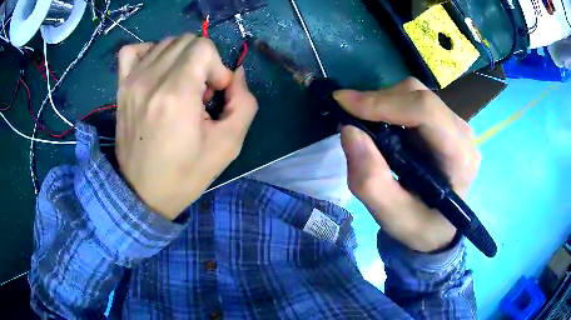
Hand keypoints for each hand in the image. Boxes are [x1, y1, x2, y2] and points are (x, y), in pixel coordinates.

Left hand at [115, 35, 257, 219]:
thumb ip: (244, 103)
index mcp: (176, 95)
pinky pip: (132, 50)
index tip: (213, 95)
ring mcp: (131, 81)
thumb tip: (236, 74)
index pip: (203, 47)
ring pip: (165, 43)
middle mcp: (150, 80)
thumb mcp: (228, 145)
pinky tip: (156, 72)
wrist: (142, 192)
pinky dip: (149, 53)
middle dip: (202, 62)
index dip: (217, 67)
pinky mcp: (121, 87)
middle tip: (199, 92)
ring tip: (179, 87)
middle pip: (186, 41)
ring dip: (180, 59)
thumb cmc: (185, 174)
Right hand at [334, 78, 479, 252]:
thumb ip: (371, 181)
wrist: (438, 227)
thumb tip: (348, 130)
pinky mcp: (441, 122)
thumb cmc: (421, 227)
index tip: (343, 105)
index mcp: (460, 157)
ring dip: (381, 103)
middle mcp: (461, 132)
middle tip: (348, 116)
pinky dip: (387, 107)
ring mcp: (453, 124)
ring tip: (362, 124)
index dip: (383, 103)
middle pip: (418, 95)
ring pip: (413, 93)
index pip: (426, 111)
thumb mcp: (393, 217)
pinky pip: (411, 101)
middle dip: (378, 101)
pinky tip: (377, 125)